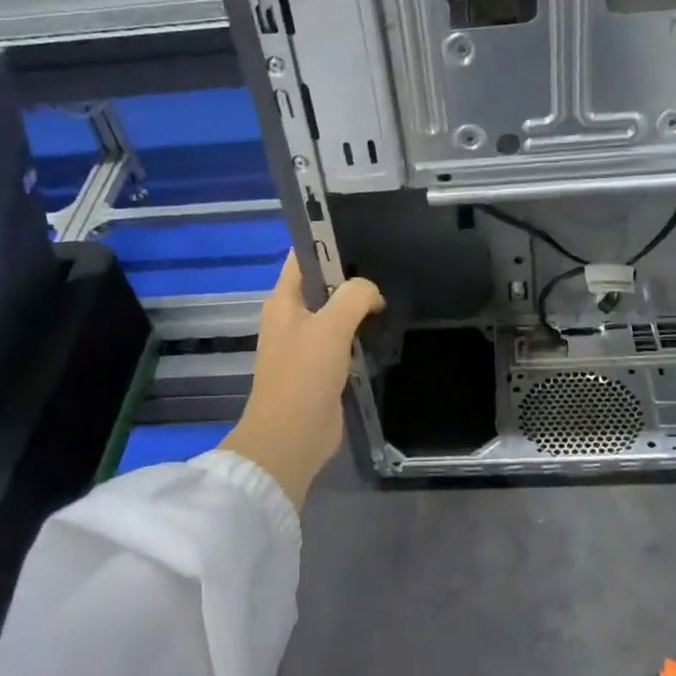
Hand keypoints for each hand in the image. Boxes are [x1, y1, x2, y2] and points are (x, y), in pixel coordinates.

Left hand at [221, 253, 384, 509]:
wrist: (292, 437)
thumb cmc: (303, 376)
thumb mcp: (330, 327)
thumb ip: (354, 297)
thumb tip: (373, 293)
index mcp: (283, 301)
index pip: (304, 258)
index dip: (328, 243)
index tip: (365, 238)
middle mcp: (292, 318)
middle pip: (324, 287)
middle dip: (352, 279)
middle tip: (389, 271)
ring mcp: (307, 345)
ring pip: (337, 316)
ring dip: (360, 311)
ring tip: (392, 299)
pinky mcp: (322, 370)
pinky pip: (344, 343)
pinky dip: (361, 337)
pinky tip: (384, 333)